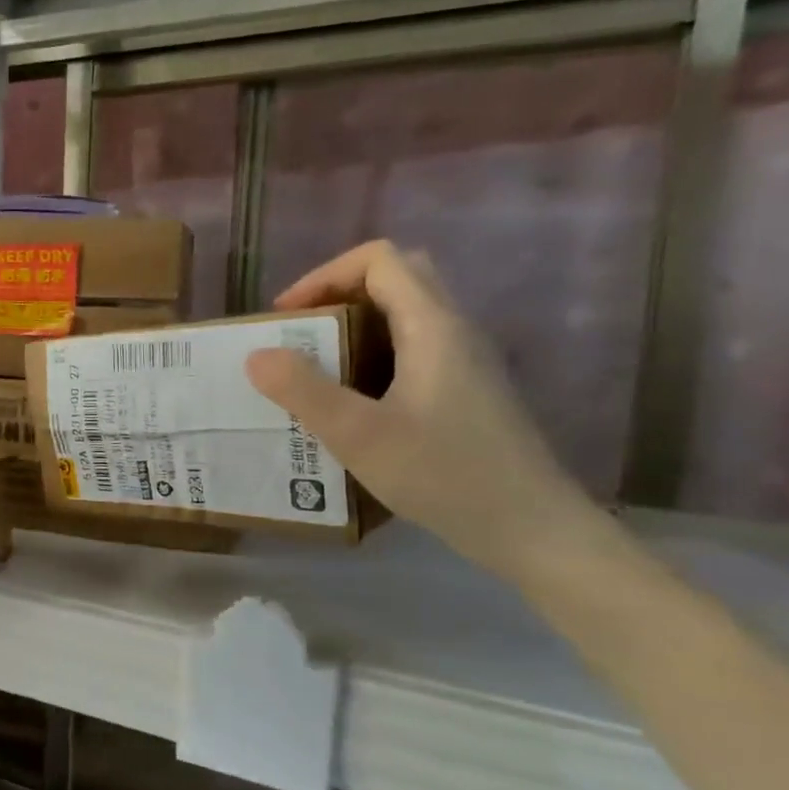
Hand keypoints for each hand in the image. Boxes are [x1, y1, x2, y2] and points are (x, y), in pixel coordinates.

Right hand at [245, 241, 599, 576]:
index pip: (379, 260)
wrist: (531, 529)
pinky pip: (412, 349)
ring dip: (354, 326)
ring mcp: (465, 362)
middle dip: (339, 293)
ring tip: (314, 367)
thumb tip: (256, 354)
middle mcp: (454, 331)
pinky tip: (351, 402)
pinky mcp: (466, 392)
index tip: (287, 316)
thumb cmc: (445, 475)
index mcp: (433, 326)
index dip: (324, 275)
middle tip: (301, 332)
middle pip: (397, 278)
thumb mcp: (359, 435)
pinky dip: (372, 355)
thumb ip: (303, 390)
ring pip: (406, 314)